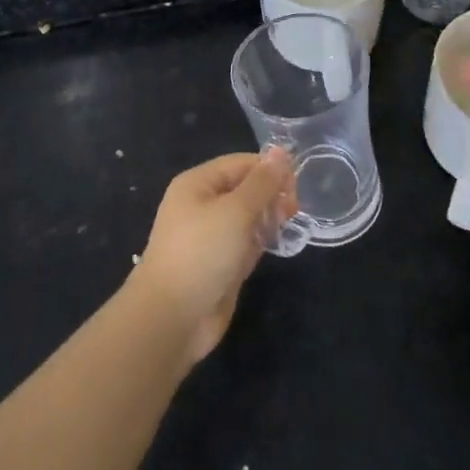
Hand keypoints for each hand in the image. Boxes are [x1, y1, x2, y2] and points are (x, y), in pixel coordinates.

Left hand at [131, 148, 297, 364]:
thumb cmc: (202, 253)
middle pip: (245, 188)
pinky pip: (244, 242)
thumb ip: (261, 182)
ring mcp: (210, 236)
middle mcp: (202, 205)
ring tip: (284, 228)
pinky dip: (259, 242)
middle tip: (292, 211)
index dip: (270, 170)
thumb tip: (280, 151)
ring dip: (267, 218)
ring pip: (247, 216)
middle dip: (270, 195)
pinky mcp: (219, 263)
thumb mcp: (236, 210)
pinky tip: (274, 246)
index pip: (241, 164)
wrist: (173, 318)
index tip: (296, 188)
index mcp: (198, 183)